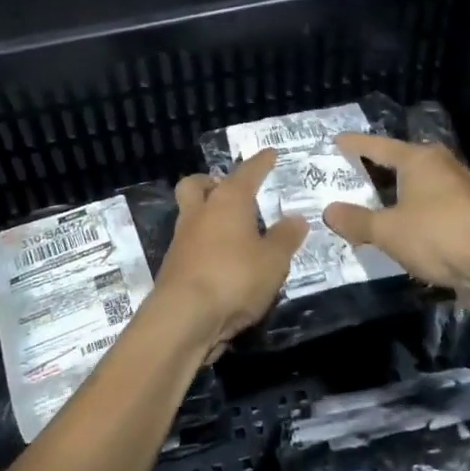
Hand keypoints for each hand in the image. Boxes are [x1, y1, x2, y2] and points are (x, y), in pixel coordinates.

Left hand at [149, 150, 307, 357]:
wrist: (183, 317)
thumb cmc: (234, 278)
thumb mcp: (273, 260)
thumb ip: (285, 238)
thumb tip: (296, 218)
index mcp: (227, 201)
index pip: (247, 173)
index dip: (261, 162)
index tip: (270, 153)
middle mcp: (200, 212)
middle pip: (197, 184)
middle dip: (211, 181)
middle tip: (229, 189)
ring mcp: (182, 239)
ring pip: (190, 213)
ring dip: (207, 214)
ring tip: (232, 229)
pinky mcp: (173, 266)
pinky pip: (190, 243)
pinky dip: (204, 244)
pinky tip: (222, 260)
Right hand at [323, 133, 469, 295]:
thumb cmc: (436, 235)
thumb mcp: (387, 230)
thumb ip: (356, 221)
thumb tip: (329, 211)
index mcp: (419, 160)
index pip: (379, 146)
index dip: (356, 144)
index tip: (337, 140)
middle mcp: (443, 167)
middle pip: (404, 162)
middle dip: (380, 167)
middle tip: (355, 171)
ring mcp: (462, 192)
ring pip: (422, 187)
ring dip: (400, 195)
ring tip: (376, 203)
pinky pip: (434, 209)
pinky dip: (416, 215)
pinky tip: (406, 230)